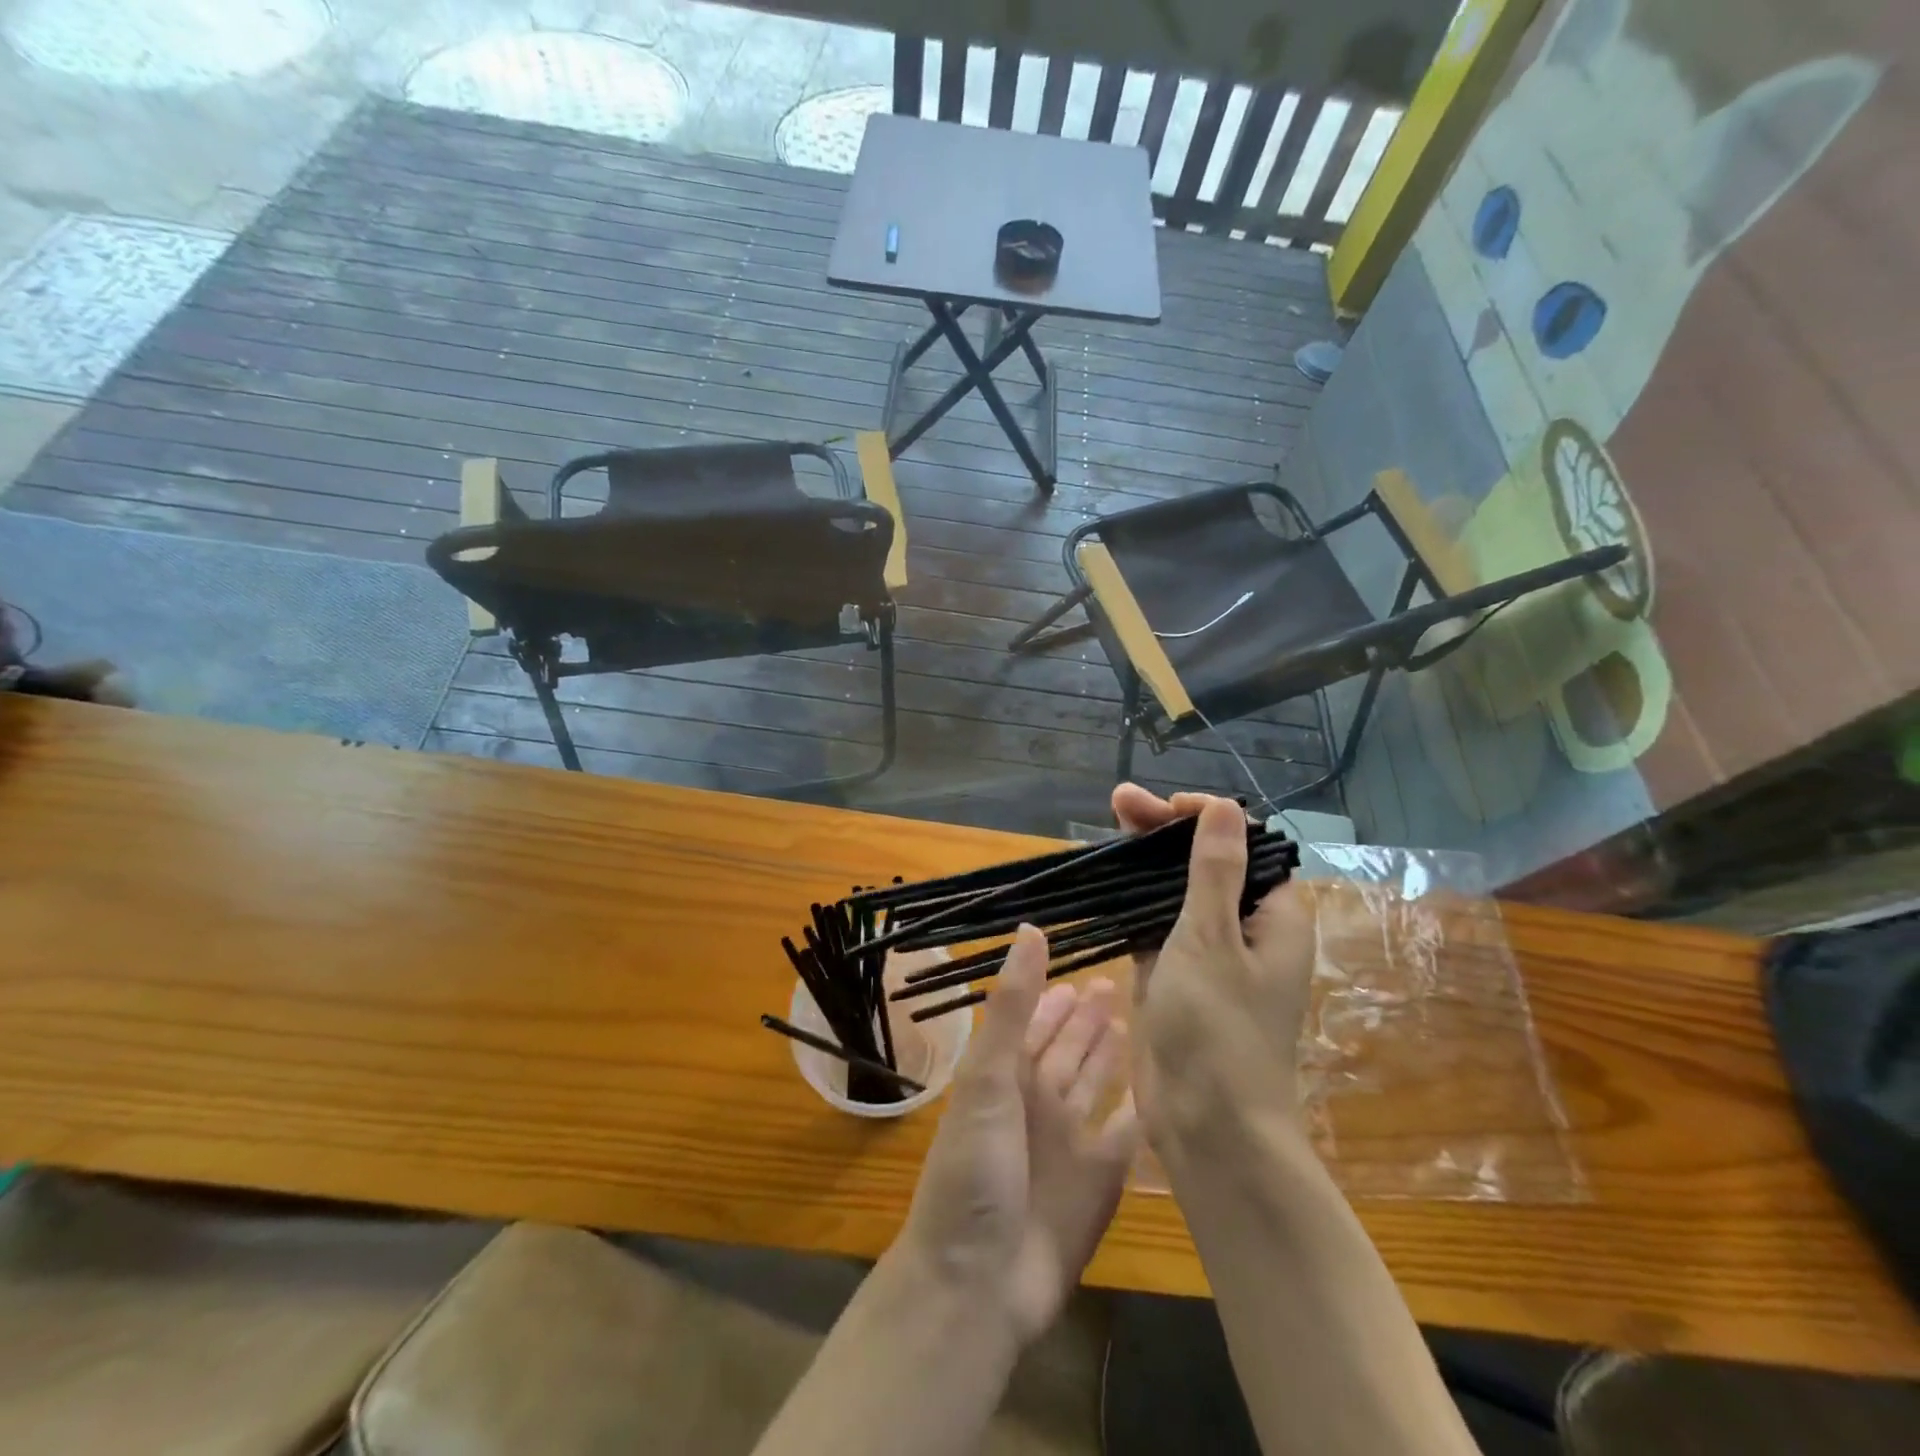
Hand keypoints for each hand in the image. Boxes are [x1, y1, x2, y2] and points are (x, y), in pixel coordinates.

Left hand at [894, 925, 1138, 1344]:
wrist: (979, 1283)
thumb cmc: (976, 1169)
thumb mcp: (988, 1078)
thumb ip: (1012, 1006)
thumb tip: (1030, 930)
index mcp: (1008, 1077)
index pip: (1036, 1023)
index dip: (1055, 996)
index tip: (1082, 968)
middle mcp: (1039, 1102)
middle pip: (1070, 1050)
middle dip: (1089, 1019)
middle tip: (1118, 983)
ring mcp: (1071, 1142)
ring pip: (1097, 1085)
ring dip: (1112, 1056)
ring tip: (1136, 1022)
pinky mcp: (1101, 1181)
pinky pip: (1125, 1134)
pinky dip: (1140, 1112)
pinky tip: (1161, 1089)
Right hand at [1112, 785, 1316, 1164]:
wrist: (1207, 1127)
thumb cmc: (1218, 1029)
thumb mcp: (1212, 939)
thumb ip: (1214, 870)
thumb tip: (1226, 806)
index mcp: (1274, 917)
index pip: (1245, 845)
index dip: (1206, 817)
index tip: (1165, 806)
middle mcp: (1246, 929)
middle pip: (1206, 862)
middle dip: (1164, 831)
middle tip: (1118, 802)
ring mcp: (1207, 953)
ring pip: (1176, 891)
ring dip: (1144, 860)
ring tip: (1107, 825)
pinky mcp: (1174, 975)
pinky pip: (1154, 923)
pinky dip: (1132, 899)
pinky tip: (1104, 878)